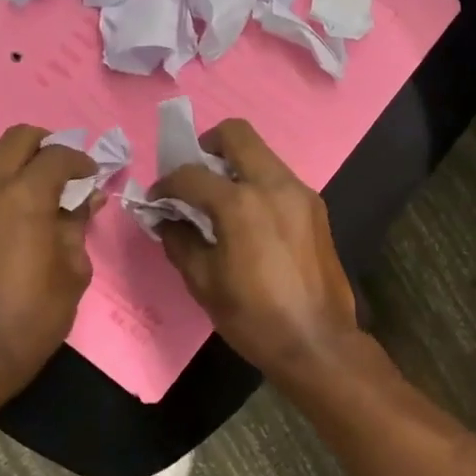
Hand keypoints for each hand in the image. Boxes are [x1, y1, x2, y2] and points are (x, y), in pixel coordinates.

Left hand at [0, 125, 99, 399]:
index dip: (81, 161)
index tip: (92, 176)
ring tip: (31, 177)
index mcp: (25, 198)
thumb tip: (88, 198)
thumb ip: (77, 224)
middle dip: (46, 145)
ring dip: (11, 153)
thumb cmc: (35, 314)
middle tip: (64, 170)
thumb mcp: (73, 269)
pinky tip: (9, 202)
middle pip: (17, 138)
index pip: (57, 155)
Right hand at [151, 119, 360, 378]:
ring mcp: (300, 193)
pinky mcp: (316, 207)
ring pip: (262, 154)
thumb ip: (180, 240)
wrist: (317, 341)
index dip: (166, 184)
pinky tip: (250, 218)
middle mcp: (274, 185)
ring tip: (221, 200)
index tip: (158, 200)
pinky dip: (258, 184)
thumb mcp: (204, 283)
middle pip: (237, 134)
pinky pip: (280, 179)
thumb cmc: (253, 317)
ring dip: (236, 165)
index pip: (192, 175)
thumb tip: (166, 219)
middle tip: (195, 176)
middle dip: (207, 146)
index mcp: (241, 204)